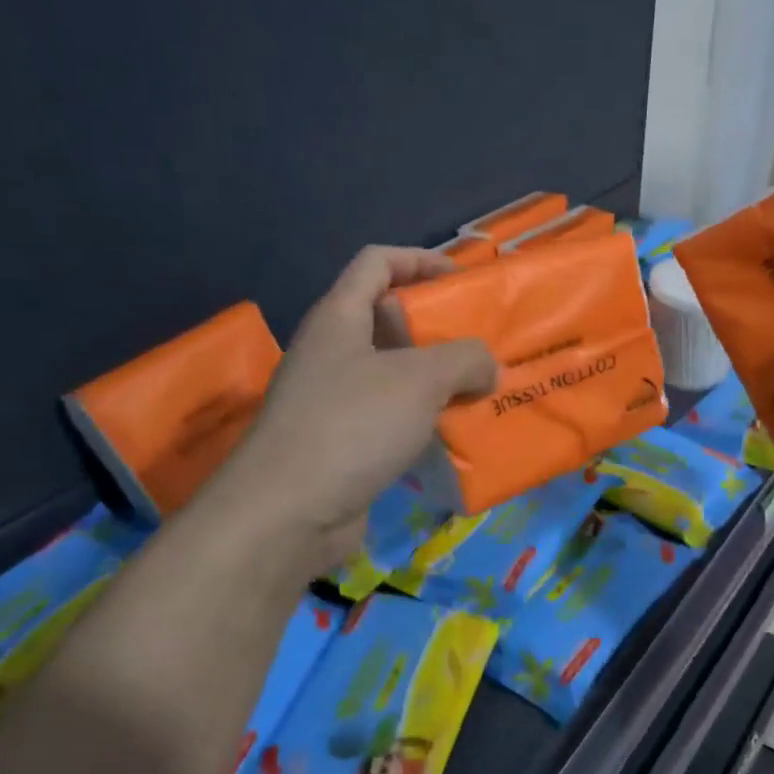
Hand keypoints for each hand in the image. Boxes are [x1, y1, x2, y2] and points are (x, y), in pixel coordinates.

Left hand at [215, 247, 495, 573]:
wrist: (287, 513)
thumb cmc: (352, 425)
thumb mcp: (420, 378)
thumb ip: (465, 359)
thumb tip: (487, 367)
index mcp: (339, 317)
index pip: (377, 261)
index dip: (421, 259)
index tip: (463, 280)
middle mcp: (332, 351)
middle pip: (389, 318)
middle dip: (439, 325)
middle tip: (484, 343)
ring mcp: (333, 399)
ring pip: (394, 372)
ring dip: (437, 377)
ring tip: (482, 388)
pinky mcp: (341, 442)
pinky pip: (391, 415)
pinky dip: (424, 417)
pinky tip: (456, 432)